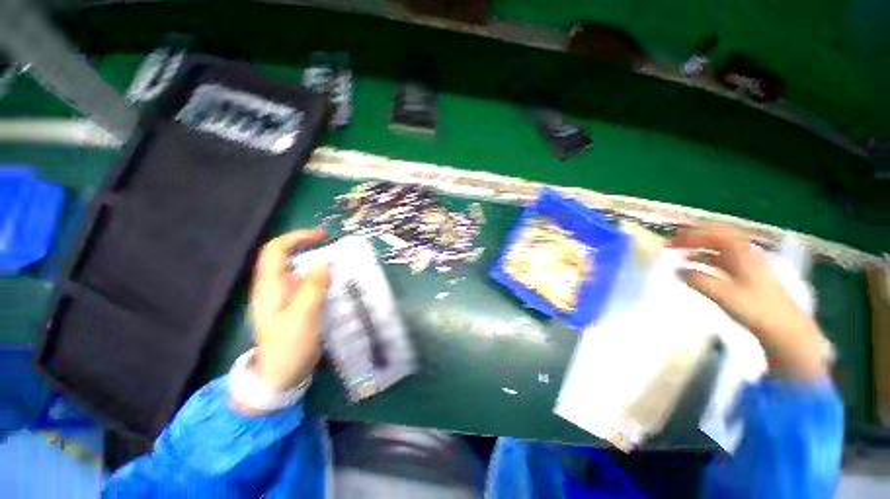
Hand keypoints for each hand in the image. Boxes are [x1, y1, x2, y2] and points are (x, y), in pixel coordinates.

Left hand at [250, 229, 329, 391]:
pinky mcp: (295, 306)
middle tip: (336, 249)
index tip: (323, 236)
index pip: (276, 250)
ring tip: (341, 264)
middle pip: (288, 257)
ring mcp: (285, 297)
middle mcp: (275, 288)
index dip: (297, 238)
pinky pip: (308, 284)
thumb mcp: (302, 316)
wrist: (280, 376)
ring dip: (318, 263)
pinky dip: (322, 278)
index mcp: (270, 287)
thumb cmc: (288, 346)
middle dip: (310, 248)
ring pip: (300, 271)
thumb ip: (312, 288)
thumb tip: (324, 261)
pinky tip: (336, 282)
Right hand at [671, 225, 826, 381]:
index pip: (716, 232)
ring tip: (678, 255)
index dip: (693, 232)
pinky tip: (694, 268)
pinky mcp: (746, 276)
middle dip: (692, 239)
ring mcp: (747, 265)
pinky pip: (721, 261)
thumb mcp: (723, 294)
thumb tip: (677, 270)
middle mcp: (745, 254)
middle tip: (670, 245)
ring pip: (718, 250)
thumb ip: (699, 280)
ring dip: (697, 249)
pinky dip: (705, 260)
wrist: (784, 328)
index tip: (673, 238)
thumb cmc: (755, 308)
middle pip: (716, 238)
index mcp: (742, 253)